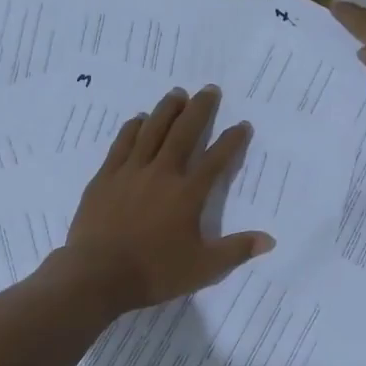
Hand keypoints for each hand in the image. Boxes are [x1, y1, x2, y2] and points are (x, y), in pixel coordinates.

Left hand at [59, 84, 273, 313]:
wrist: (97, 275)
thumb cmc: (153, 272)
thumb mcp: (203, 268)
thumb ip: (236, 250)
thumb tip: (269, 240)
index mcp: (188, 193)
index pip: (216, 160)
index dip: (232, 141)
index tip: (242, 125)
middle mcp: (162, 173)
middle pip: (184, 133)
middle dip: (199, 109)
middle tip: (209, 89)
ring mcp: (130, 172)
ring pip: (151, 130)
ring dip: (166, 109)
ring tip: (177, 93)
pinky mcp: (105, 177)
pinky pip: (122, 144)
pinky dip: (132, 129)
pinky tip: (138, 119)